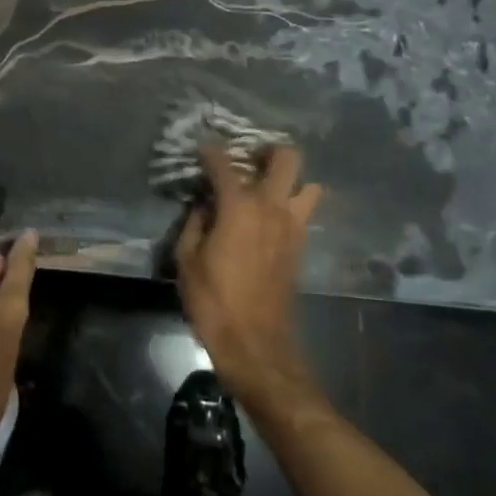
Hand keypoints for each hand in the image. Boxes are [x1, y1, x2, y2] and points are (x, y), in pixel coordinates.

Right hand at [174, 144, 322, 408]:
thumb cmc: (214, 301)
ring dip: (290, 181)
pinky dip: (291, 206)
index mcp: (239, 207)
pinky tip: (268, 218)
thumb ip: (194, 223)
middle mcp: (272, 208)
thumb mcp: (186, 259)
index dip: (210, 152)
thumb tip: (203, 206)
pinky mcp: (301, 247)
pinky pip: (304, 212)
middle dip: (269, 151)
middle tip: (248, 160)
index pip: (224, 164)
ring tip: (266, 188)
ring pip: (309, 185)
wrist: (256, 345)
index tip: (201, 150)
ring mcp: (293, 227)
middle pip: (287, 158)